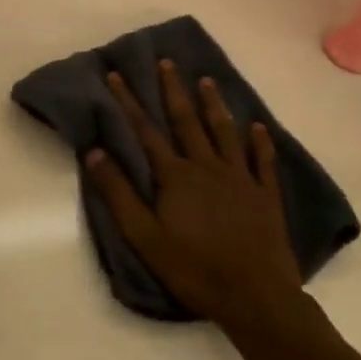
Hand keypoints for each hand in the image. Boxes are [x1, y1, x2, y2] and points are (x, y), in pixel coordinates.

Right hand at [87, 59, 305, 334]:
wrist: (256, 298)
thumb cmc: (193, 268)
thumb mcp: (143, 236)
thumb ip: (118, 193)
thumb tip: (94, 151)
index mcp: (175, 175)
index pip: (145, 130)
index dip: (128, 101)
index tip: (116, 74)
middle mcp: (207, 167)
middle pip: (187, 121)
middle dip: (173, 90)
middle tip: (167, 62)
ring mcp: (240, 179)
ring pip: (225, 132)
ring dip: (214, 105)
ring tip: (206, 80)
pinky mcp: (266, 196)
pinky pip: (263, 161)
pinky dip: (260, 142)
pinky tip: (259, 127)